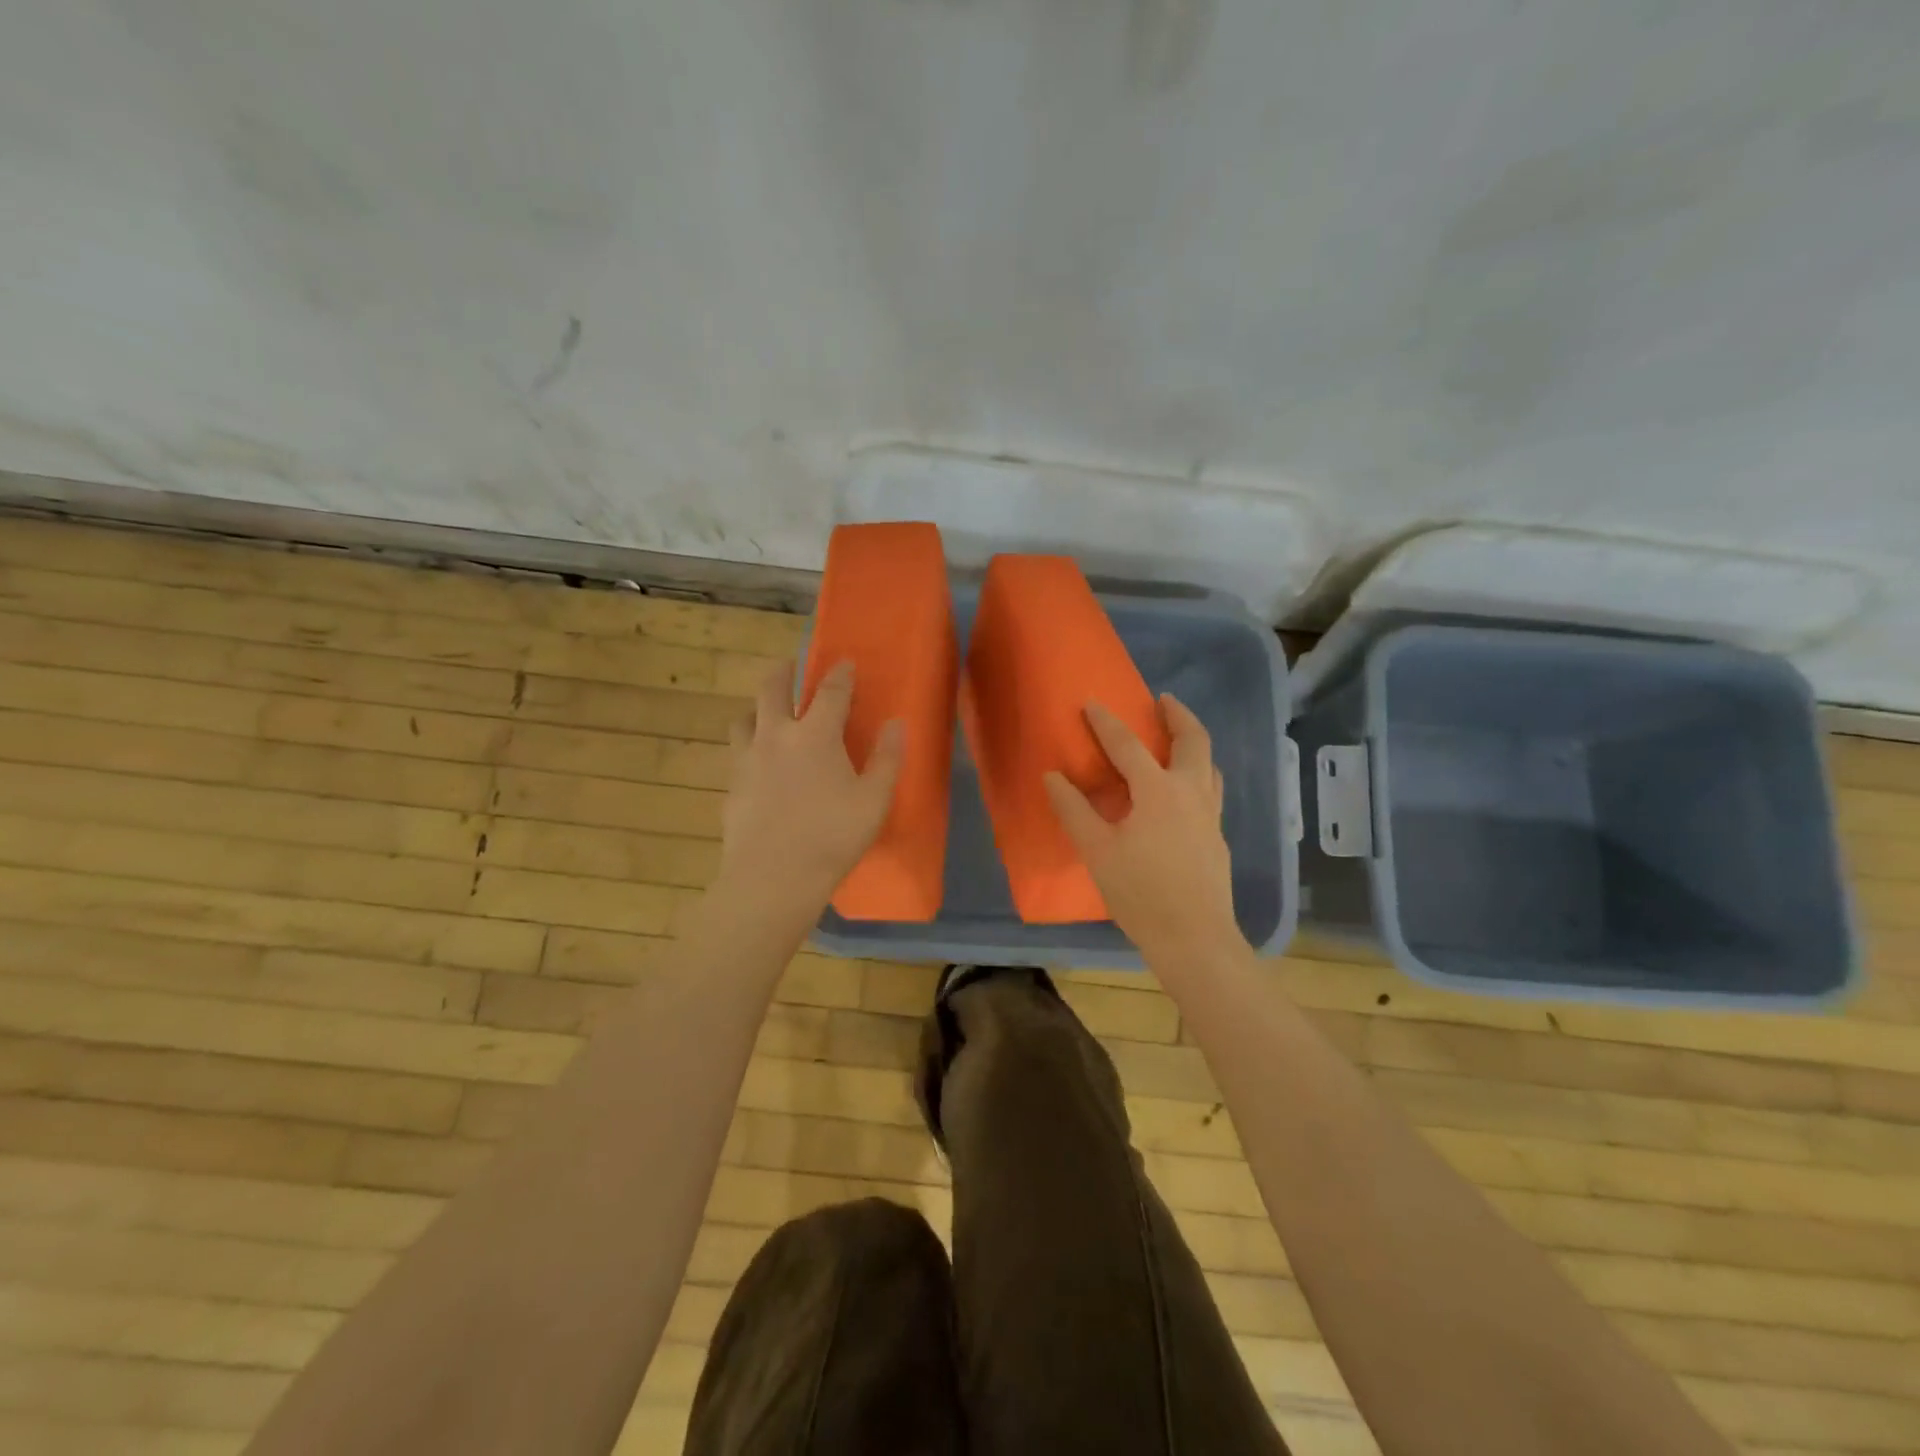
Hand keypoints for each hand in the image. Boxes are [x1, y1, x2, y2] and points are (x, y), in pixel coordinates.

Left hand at [717, 659, 903, 921]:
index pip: (830, 692)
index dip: (840, 674)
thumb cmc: (832, 837)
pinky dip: (749, 748)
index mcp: (815, 735)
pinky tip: (759, 766)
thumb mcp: (874, 800)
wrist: (773, 877)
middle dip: (783, 671)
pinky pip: (737, 754)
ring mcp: (747, 760)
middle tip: (790, 666)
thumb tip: (896, 725)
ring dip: (757, 708)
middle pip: (772, 689)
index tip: (844, 662)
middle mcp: (776, 736)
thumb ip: (887, 759)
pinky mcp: (731, 786)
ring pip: (744, 718)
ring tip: (767, 715)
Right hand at [1044, 695, 1244, 970]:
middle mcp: (1191, 793)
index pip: (1128, 745)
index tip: (1092, 703)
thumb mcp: (1097, 851)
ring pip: (1209, 766)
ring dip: (1193, 744)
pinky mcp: (1217, 837)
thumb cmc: (1140, 893)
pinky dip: (1196, 775)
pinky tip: (1181, 795)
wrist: (1194, 938)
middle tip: (1163, 701)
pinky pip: (1209, 791)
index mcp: (1159, 791)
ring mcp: (1210, 815)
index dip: (1106, 722)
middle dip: (1178, 715)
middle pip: (1193, 740)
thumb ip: (1074, 810)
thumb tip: (1053, 777)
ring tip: (1176, 741)